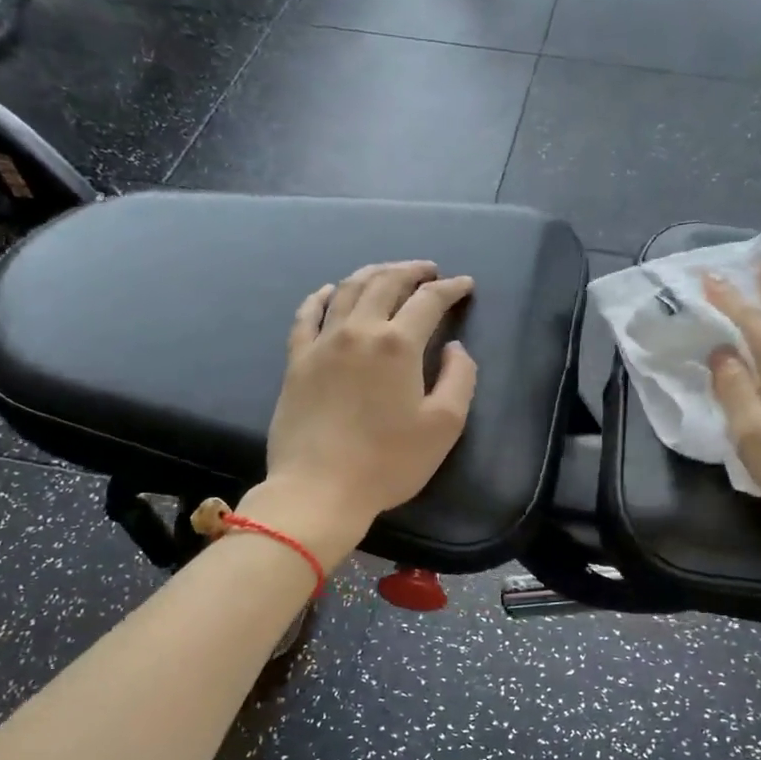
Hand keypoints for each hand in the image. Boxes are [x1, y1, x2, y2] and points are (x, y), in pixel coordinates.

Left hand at [247, 262, 477, 563]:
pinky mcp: (296, 361)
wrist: (319, 489)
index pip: (429, 301)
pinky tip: (330, 291)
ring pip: (348, 290)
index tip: (464, 285)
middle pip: (385, 283)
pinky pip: (307, 315)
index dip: (450, 289)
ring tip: (388, 273)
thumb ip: (460, 379)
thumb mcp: (444, 426)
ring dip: (372, 274)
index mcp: (398, 344)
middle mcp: (359, 331)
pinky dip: (322, 296)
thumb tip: (455, 349)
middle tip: (429, 270)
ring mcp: (322, 343)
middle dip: (411, 270)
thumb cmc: (388, 462)